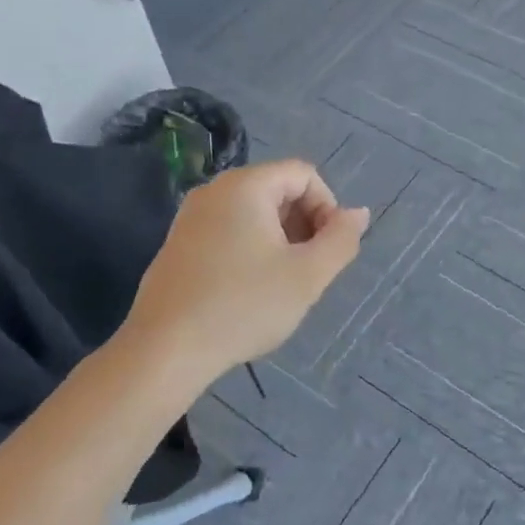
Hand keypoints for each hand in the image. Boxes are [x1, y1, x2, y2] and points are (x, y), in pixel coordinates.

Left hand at [123, 160, 368, 382]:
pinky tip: (249, 291)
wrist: (166, 350)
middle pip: (278, 189)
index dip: (327, 207)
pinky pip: (228, 231)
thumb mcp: (307, 275)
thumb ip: (341, 239)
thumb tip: (358, 213)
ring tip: (282, 284)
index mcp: (246, 186)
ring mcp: (191, 217)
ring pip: (254, 213)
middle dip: (304, 224)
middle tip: (308, 270)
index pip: (304, 174)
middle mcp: (215, 190)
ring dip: (280, 240)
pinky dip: (251, 250)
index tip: (327, 251)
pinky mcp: (178, 244)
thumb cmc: (244, 306)